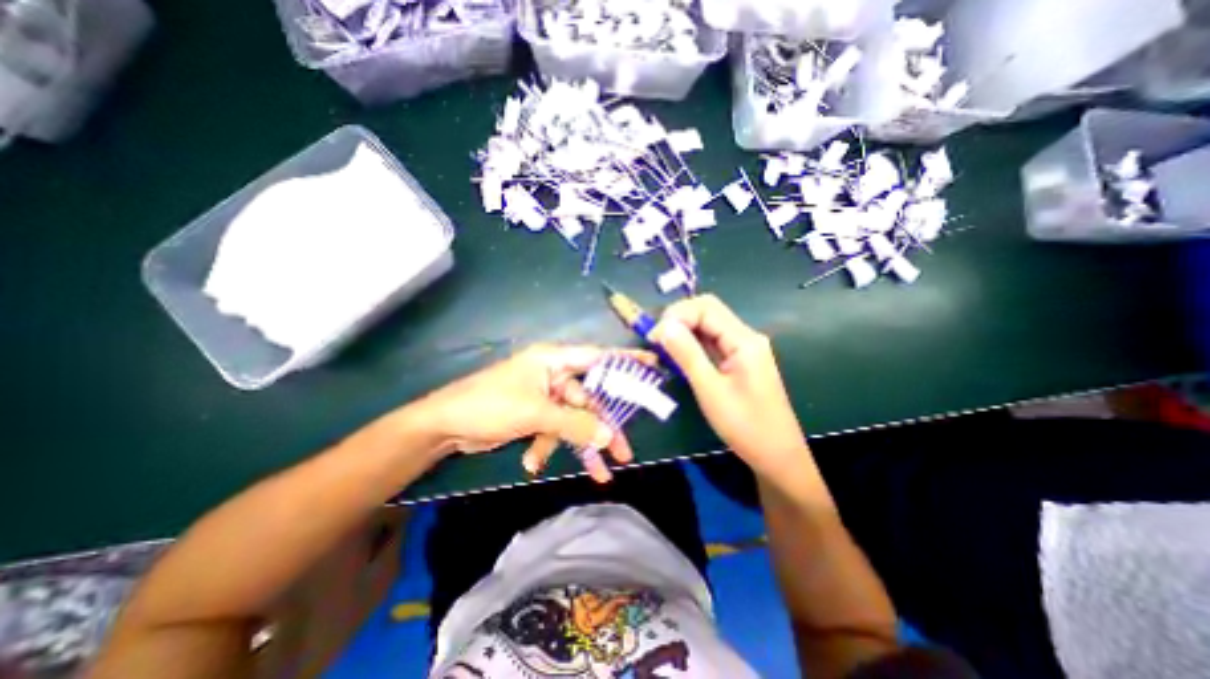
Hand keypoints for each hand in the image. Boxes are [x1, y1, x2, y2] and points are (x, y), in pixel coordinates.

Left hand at [415, 344, 646, 482]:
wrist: (443, 426)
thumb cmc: (490, 405)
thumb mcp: (535, 413)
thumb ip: (574, 423)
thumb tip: (607, 436)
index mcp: (554, 361)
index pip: (598, 358)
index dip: (626, 362)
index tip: (653, 367)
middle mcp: (553, 374)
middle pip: (589, 399)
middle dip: (603, 427)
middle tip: (623, 452)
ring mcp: (544, 395)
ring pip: (574, 419)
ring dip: (580, 445)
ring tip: (598, 474)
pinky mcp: (535, 414)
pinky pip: (555, 429)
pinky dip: (549, 446)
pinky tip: (533, 462)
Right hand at [647, 295, 804, 476]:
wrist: (776, 455)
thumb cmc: (745, 425)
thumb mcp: (710, 390)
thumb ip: (687, 354)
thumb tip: (663, 326)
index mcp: (744, 340)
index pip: (706, 308)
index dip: (676, 315)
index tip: (654, 337)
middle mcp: (745, 337)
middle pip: (708, 311)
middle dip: (679, 319)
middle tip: (657, 340)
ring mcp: (743, 348)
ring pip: (709, 326)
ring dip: (684, 331)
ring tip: (663, 347)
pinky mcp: (739, 360)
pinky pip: (712, 342)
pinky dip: (693, 343)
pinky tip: (679, 355)